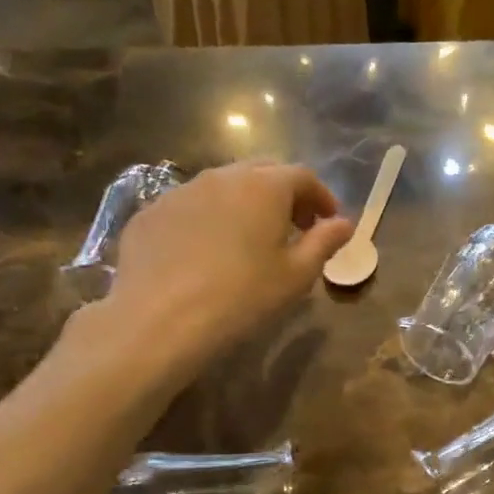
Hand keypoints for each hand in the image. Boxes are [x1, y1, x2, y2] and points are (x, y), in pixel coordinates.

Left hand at [76, 161, 352, 389]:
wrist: (160, 320)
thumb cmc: (243, 297)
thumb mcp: (297, 275)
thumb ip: (324, 242)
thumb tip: (344, 224)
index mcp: (264, 187)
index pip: (303, 176)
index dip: (322, 197)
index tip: (329, 222)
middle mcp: (221, 177)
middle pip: (262, 172)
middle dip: (285, 194)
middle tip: (295, 227)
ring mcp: (180, 192)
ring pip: (223, 186)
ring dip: (245, 204)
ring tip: (250, 239)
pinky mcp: (150, 213)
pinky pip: (190, 207)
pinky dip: (209, 219)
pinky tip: (207, 252)